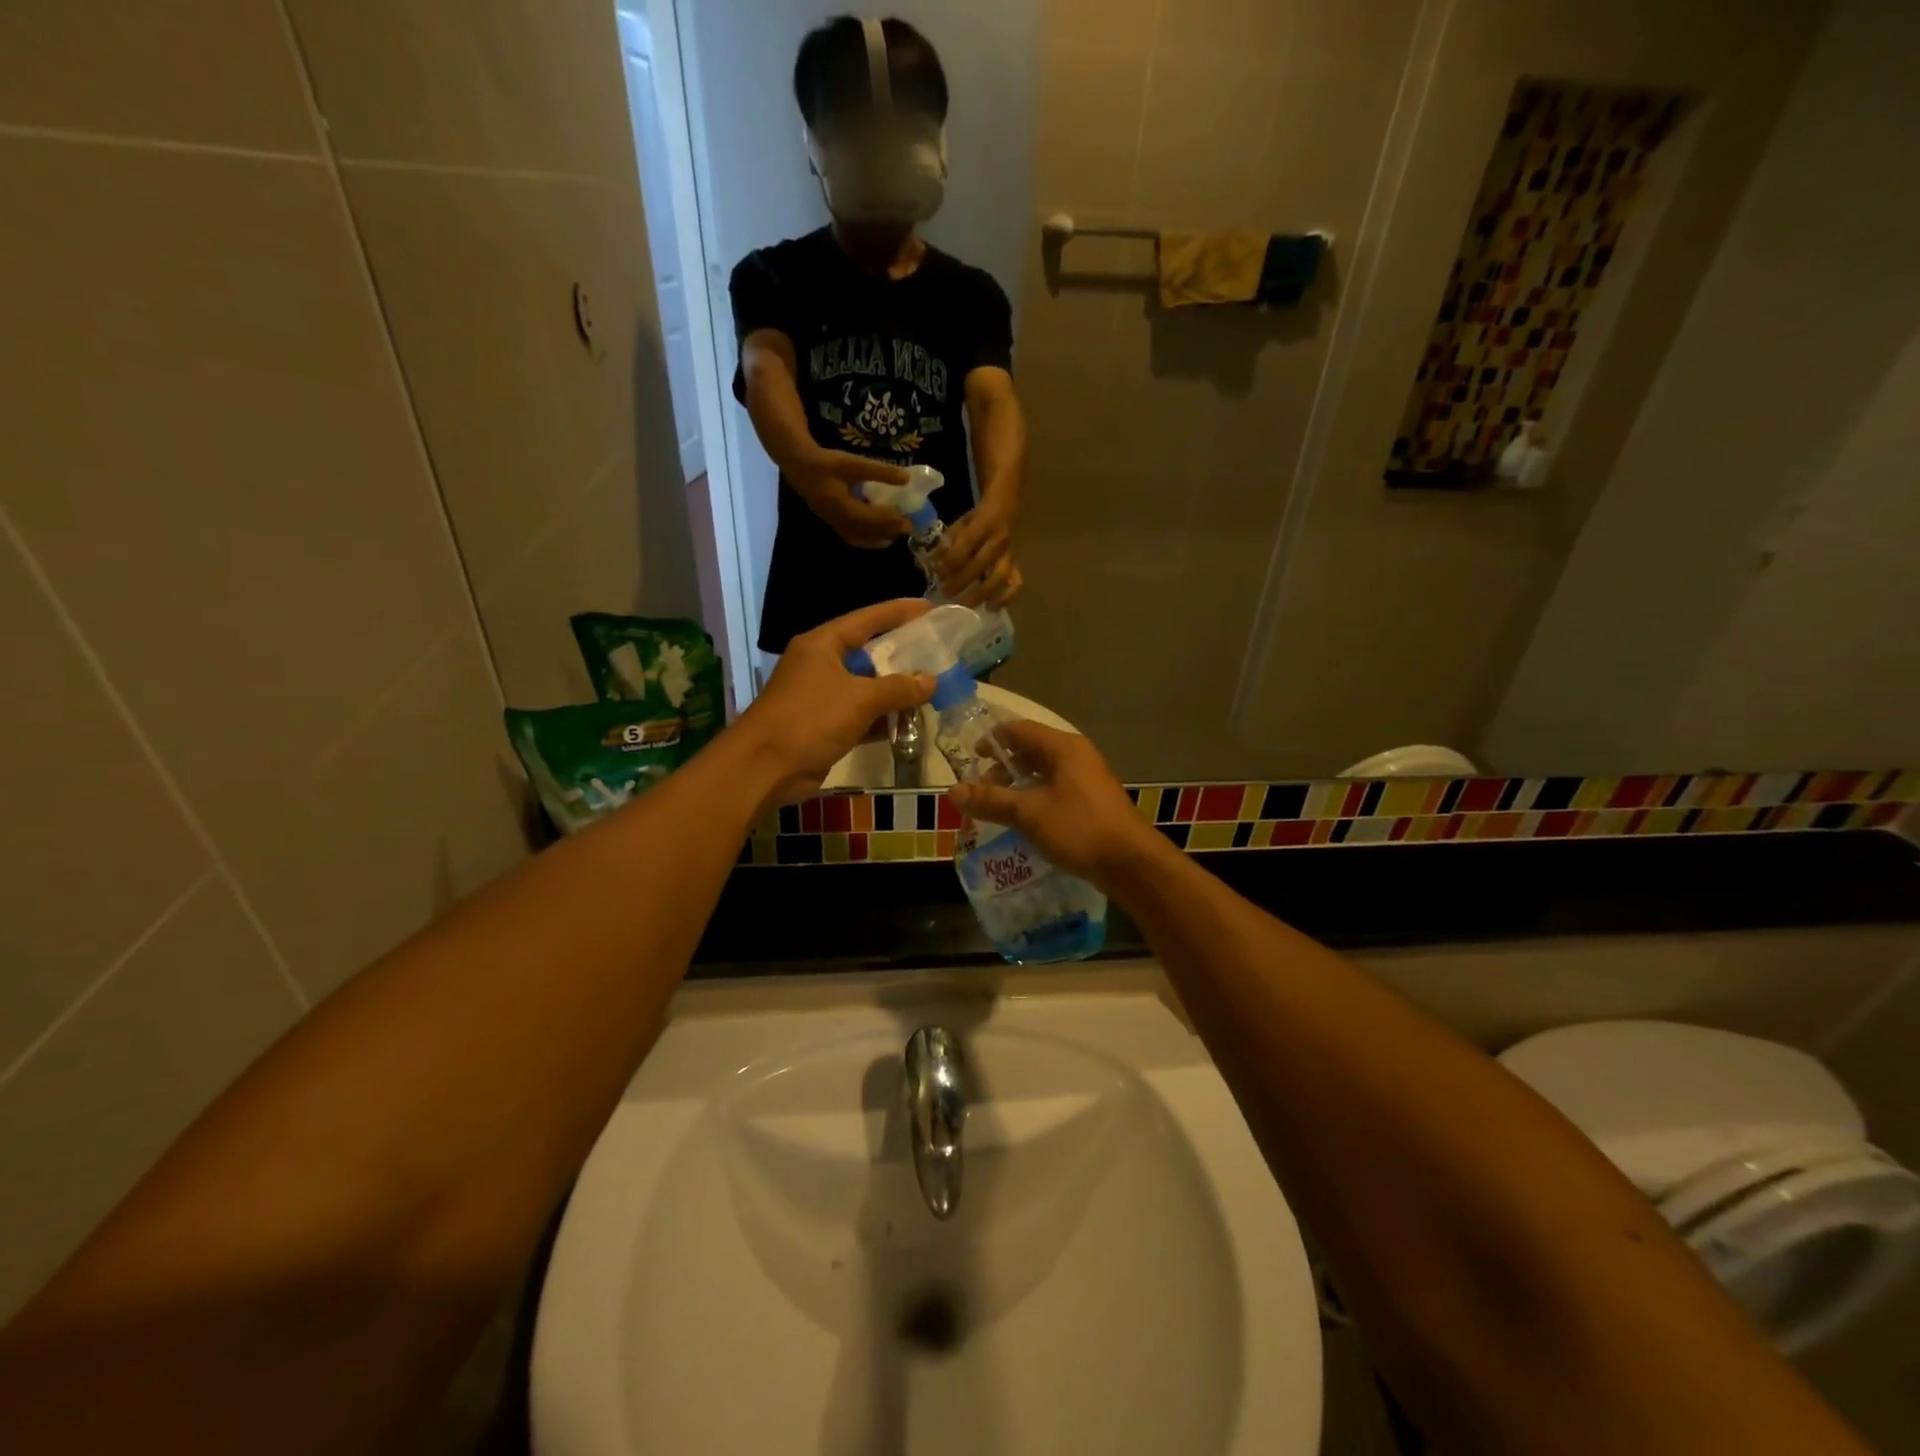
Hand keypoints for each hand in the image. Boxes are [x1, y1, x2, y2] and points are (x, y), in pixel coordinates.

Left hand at [738, 599, 934, 804]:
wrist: (765, 767)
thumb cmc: (810, 719)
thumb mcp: (859, 699)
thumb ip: (898, 688)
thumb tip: (932, 681)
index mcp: (823, 644)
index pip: (867, 619)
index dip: (898, 612)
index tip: (928, 608)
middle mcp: (821, 664)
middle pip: (868, 652)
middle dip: (901, 654)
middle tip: (936, 650)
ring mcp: (821, 696)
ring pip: (866, 686)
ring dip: (895, 690)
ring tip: (931, 688)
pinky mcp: (824, 725)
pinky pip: (861, 715)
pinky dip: (882, 718)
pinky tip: (909, 721)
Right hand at [789, 450, 912, 549]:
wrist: (800, 466)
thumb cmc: (826, 463)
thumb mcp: (853, 463)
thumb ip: (879, 471)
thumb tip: (906, 478)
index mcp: (843, 507)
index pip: (871, 519)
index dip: (889, 521)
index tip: (907, 520)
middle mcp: (839, 520)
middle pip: (867, 532)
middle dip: (888, 531)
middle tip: (908, 528)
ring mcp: (834, 524)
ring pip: (860, 538)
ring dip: (879, 538)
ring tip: (896, 534)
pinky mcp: (833, 523)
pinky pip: (853, 537)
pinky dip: (868, 539)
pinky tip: (879, 537)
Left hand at [937, 498, 1021, 607]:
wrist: (1004, 511)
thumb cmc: (977, 520)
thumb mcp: (959, 524)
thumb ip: (946, 544)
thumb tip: (929, 564)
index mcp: (984, 524)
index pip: (966, 545)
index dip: (952, 561)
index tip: (938, 574)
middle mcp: (999, 541)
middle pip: (981, 564)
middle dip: (962, 581)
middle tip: (946, 594)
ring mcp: (1009, 555)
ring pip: (1000, 577)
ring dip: (982, 593)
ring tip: (966, 606)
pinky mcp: (1016, 566)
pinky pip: (1015, 584)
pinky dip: (1005, 598)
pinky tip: (991, 608)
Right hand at [946, 721, 1164, 890]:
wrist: (1131, 863)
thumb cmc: (1080, 828)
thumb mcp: (1029, 813)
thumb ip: (991, 800)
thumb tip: (952, 791)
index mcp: (1063, 747)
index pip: (1019, 730)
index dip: (992, 740)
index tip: (969, 758)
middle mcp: (1076, 756)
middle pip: (1030, 750)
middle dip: (1002, 767)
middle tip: (980, 789)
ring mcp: (1086, 779)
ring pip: (1043, 773)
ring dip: (1018, 786)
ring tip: (996, 807)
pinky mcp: (1091, 802)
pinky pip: (1055, 791)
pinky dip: (1034, 800)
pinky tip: (1022, 822)